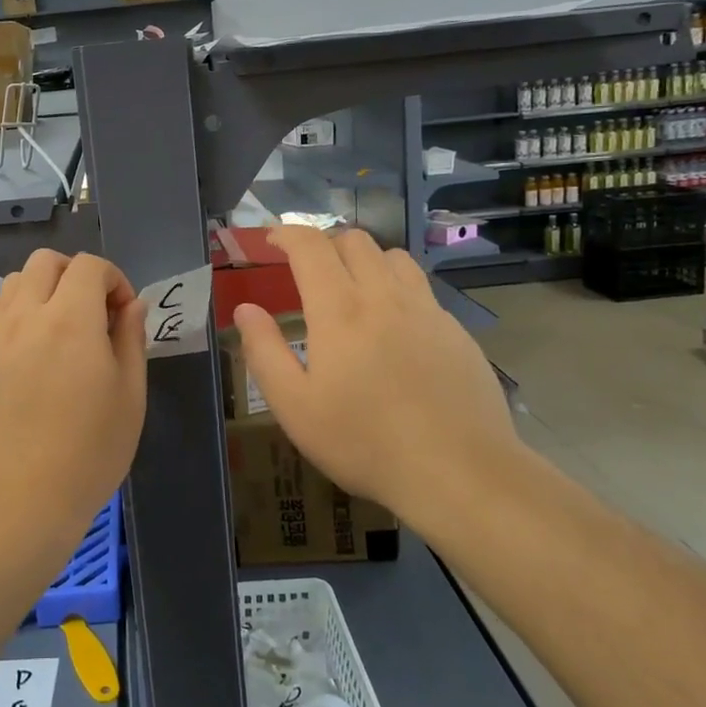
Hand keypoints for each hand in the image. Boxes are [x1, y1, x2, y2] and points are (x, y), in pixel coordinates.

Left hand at [0, 251, 146, 558]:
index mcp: (70, 320)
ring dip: (44, 290)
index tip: (123, 314)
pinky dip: (21, 315)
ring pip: (16, 283)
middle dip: (76, 274)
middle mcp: (26, 316)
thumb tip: (132, 304)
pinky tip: (35, 356)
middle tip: (94, 313)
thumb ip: (131, 338)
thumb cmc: (88, 454)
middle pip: (45, 262)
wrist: (18, 503)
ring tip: (63, 330)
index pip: (89, 266)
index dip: (114, 279)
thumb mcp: (130, 396)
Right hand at [234, 226, 517, 516]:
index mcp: (339, 309)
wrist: (459, 472)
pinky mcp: (456, 332)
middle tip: (308, 270)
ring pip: (394, 257)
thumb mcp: (294, 407)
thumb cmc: (364, 442)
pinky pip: (422, 290)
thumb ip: (264, 351)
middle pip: (355, 241)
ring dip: (366, 259)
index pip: (311, 246)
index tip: (272, 241)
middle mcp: (384, 296)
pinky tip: (395, 329)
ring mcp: (427, 311)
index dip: (287, 234)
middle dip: (325, 243)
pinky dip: (398, 290)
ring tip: (353, 289)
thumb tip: (246, 309)